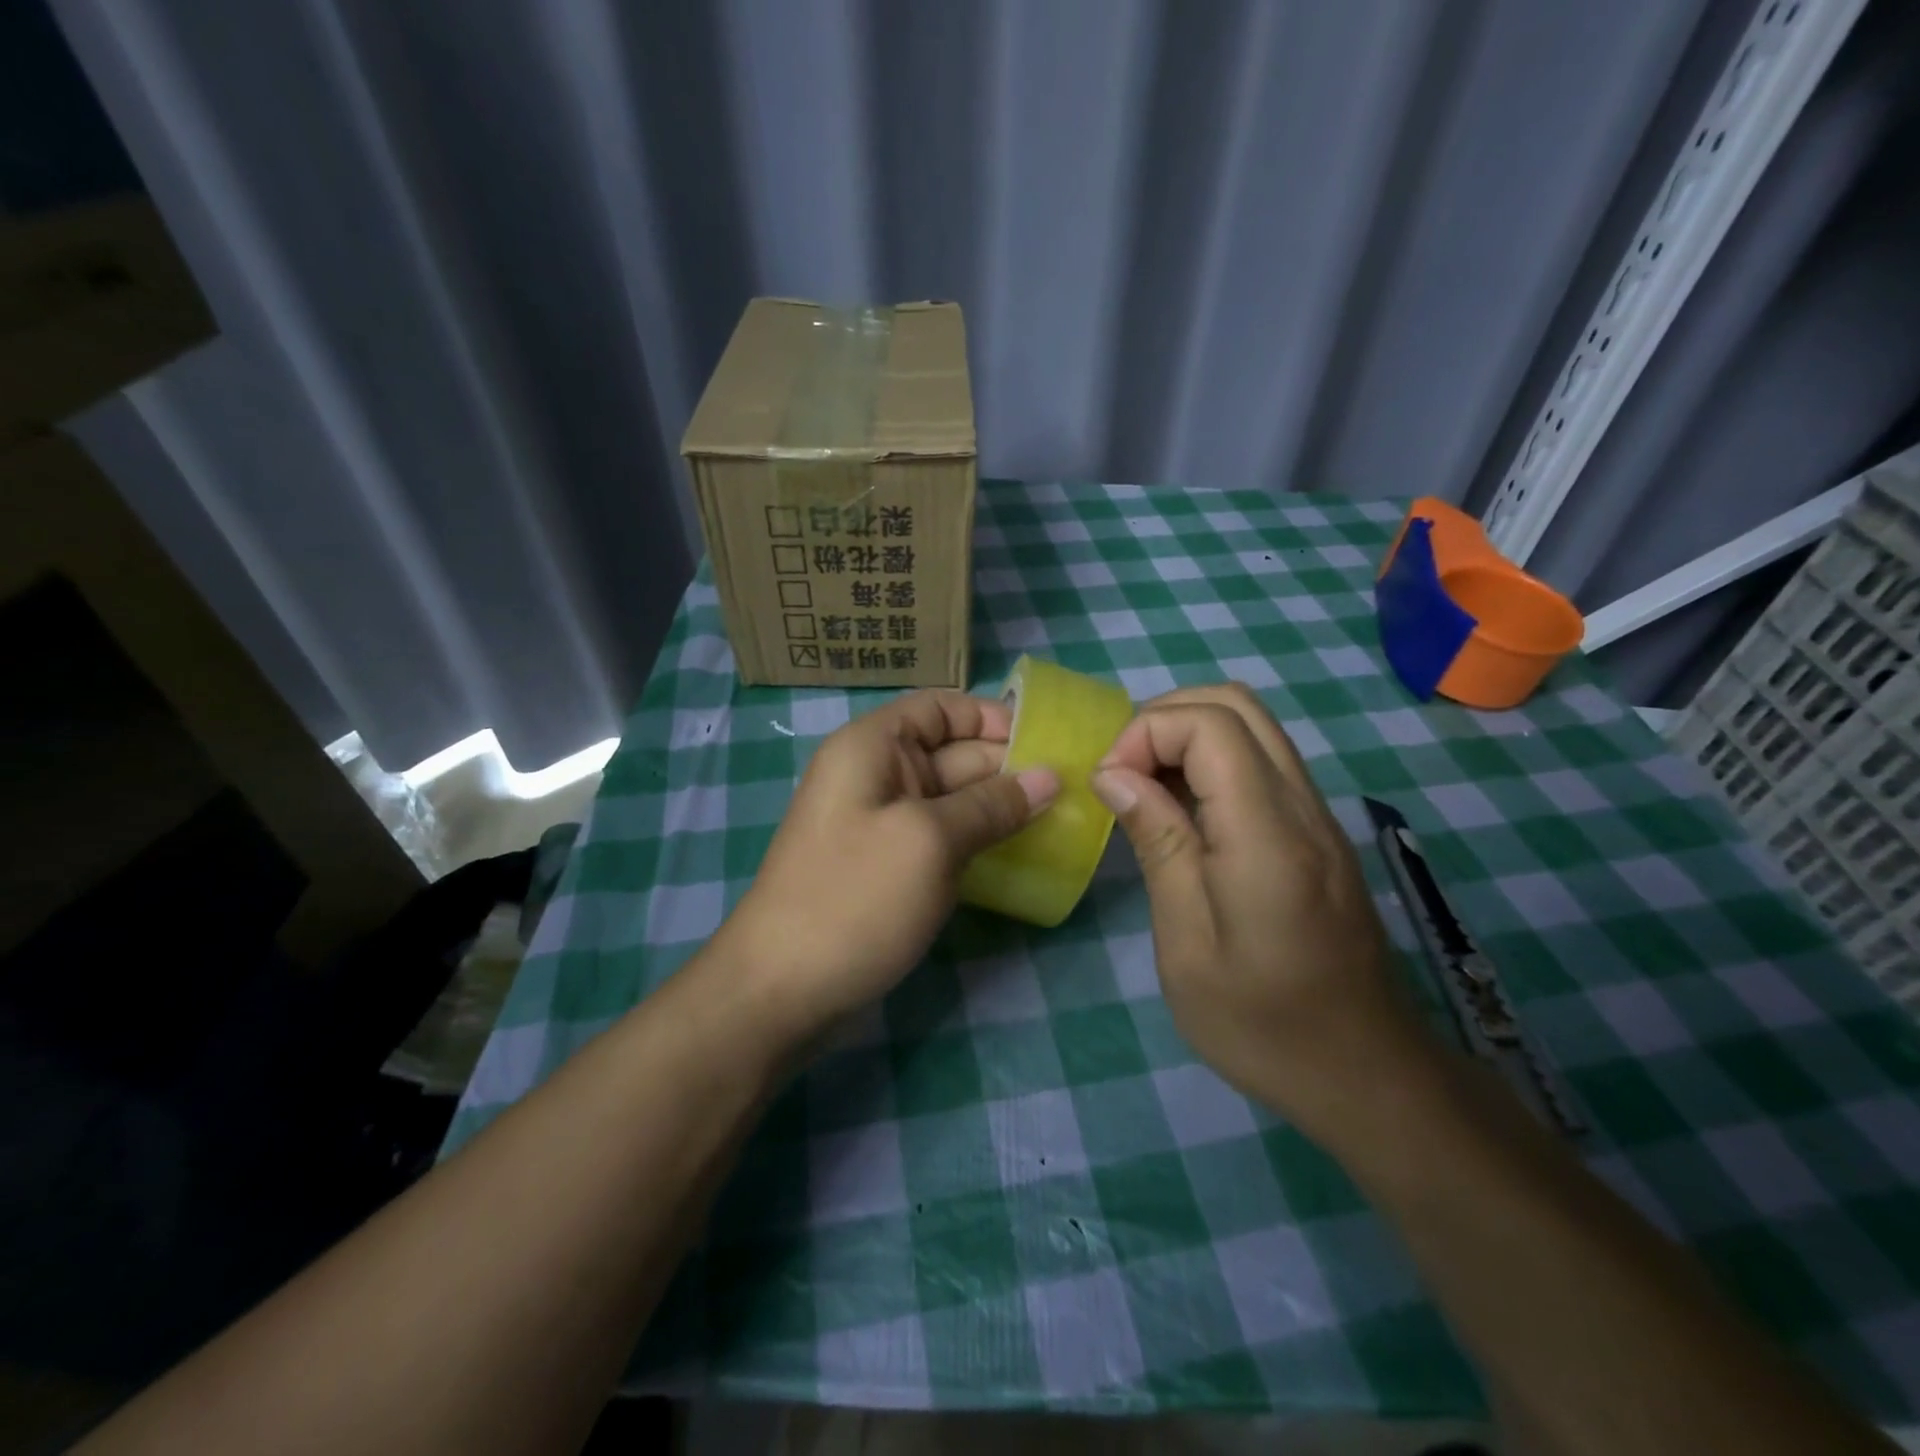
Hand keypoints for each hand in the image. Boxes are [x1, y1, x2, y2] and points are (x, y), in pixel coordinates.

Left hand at [717, 689, 1057, 1037]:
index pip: (940, 708)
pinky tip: (1021, 854)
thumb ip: (992, 805)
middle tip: (1072, 790)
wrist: (780, 990)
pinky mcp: (889, 866)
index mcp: (873, 747)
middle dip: (1008, 767)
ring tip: (1060, 821)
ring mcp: (881, 824)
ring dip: (1000, 808)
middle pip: (953, 753)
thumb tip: (1049, 778)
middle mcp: (876, 775)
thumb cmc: (855, 898)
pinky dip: (979, 840)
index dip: (992, 718)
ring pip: (952, 799)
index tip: (1046, 743)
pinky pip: (942, 836)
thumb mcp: (930, 841)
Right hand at [1091, 684, 1426, 1140]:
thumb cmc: (1262, 1024)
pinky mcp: (1319, 832)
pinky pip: (1263, 762)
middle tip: (1123, 772)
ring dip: (1188, 735)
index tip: (1109, 783)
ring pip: (1254, 726)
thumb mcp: (1186, 944)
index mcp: (1267, 834)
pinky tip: (1184, 813)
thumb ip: (1157, 843)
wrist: (1367, 1075)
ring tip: (1145, 788)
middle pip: (1237, 703)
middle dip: (1164, 718)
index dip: (1146, 732)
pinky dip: (1212, 760)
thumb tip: (1113, 773)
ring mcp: (1318, 816)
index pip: (1210, 723)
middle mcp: (1302, 806)